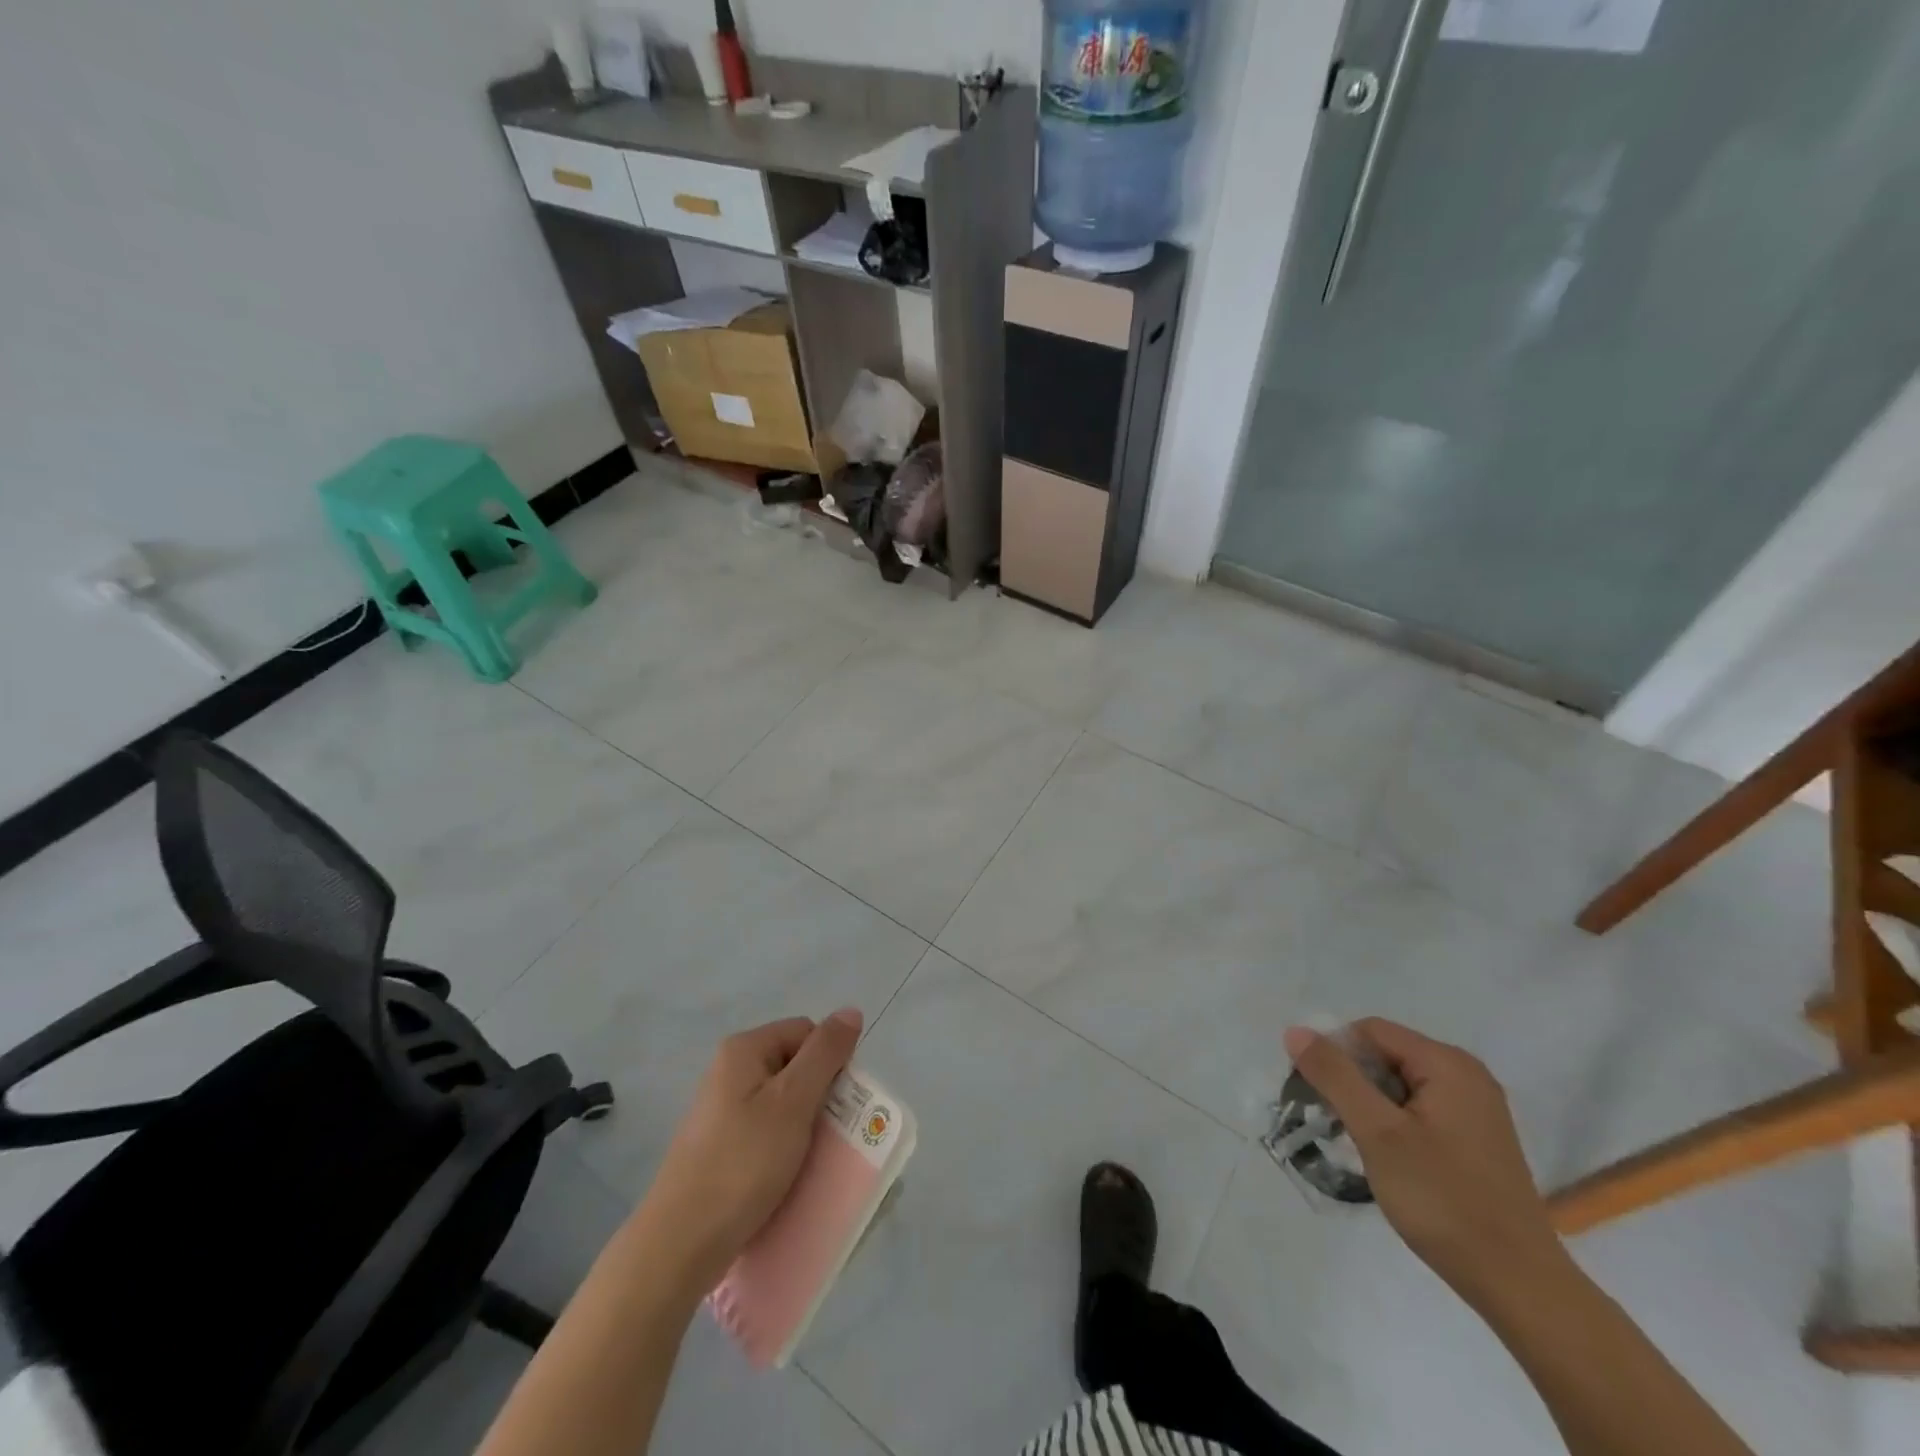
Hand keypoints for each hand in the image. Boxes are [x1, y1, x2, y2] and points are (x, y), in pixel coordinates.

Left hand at [637, 1011, 862, 1298]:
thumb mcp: (793, 1102)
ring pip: (783, 1104)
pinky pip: (766, 1133)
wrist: (680, 1244)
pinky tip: (790, 1175)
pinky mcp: (720, 1147)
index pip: (806, 1033)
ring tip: (815, 1159)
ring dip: (806, 1126)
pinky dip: (785, 1148)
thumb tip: (851, 1010)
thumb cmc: (743, 1163)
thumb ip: (825, 1053)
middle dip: (820, 1096)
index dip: (830, 1061)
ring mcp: (722, 1111)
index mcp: (744, 1050)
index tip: (838, 1102)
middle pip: (795, 1066)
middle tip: (832, 1134)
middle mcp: (730, 1071)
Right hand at [1282, 1018, 1569, 1308]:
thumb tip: (1296, 1031)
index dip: (1335, 1054)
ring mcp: (1476, 1108)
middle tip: (1333, 1122)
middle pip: (1386, 1054)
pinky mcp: (1477, 1138)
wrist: (1519, 1286)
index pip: (1370, 1031)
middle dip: (1352, 1081)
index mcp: (1448, 1063)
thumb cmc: (1444, 1200)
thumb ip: (1335, 1076)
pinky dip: (1394, 1122)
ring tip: (1357, 1143)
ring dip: (1370, 1105)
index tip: (1315, 1094)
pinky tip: (1388, 1158)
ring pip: (1400, 1084)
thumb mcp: (1377, 1132)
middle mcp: (1467, 1075)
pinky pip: (1420, 1109)